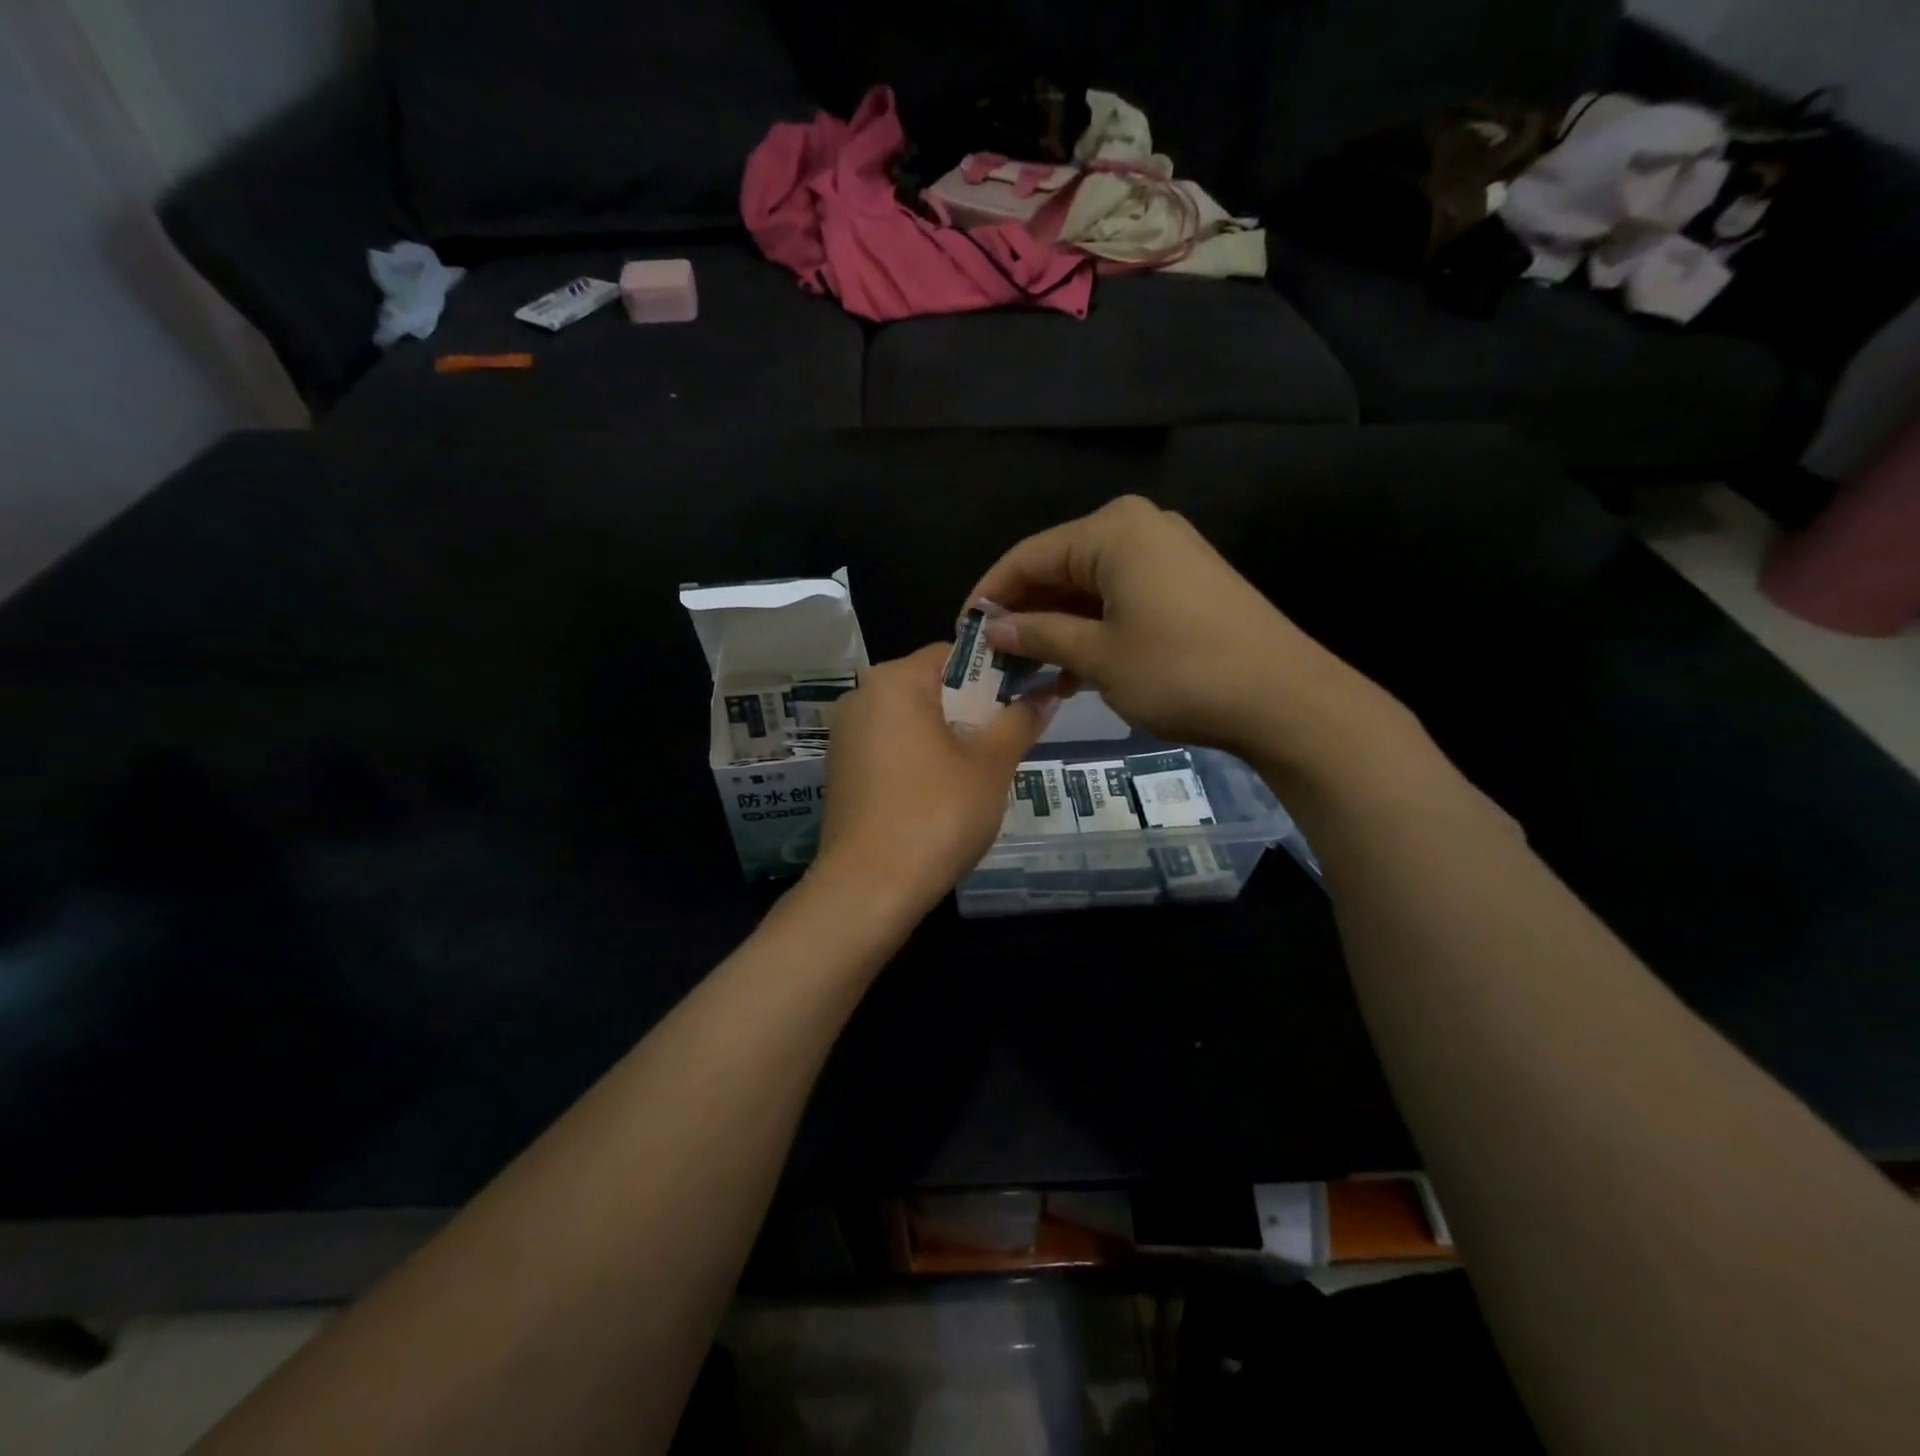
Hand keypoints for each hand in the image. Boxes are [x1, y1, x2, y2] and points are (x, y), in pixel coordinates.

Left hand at [811, 644, 1049, 915]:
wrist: (869, 888)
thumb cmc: (936, 814)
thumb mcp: (990, 765)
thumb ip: (1019, 721)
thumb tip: (1047, 694)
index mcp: (895, 681)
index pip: (954, 653)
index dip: (995, 671)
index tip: (1024, 697)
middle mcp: (861, 696)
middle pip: (929, 686)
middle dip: (971, 706)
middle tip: (1006, 738)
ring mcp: (845, 736)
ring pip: (909, 718)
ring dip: (946, 734)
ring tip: (979, 769)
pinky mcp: (841, 770)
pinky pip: (889, 746)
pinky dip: (918, 756)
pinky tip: (940, 791)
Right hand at [969, 495, 1403, 770]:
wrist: (1283, 698)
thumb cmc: (1179, 671)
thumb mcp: (1099, 656)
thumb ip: (1040, 635)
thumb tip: (992, 627)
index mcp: (1113, 531)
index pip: (1029, 555)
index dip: (991, 593)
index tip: (963, 631)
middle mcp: (1139, 529)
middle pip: (1060, 568)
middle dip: (1024, 613)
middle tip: (992, 656)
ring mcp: (1167, 555)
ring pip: (1089, 588)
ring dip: (1056, 627)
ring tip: (1024, 670)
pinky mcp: (1186, 584)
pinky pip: (1120, 599)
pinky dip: (1092, 630)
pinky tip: (1069, 670)